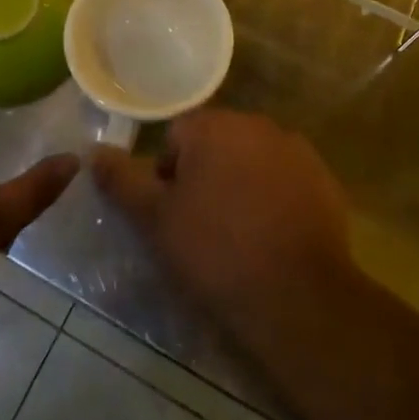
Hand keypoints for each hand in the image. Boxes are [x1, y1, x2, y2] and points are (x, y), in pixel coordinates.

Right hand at [89, 107, 356, 346]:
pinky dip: (275, 198)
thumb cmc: (215, 252)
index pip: (176, 138)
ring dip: (241, 184)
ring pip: (252, 160)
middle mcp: (257, 124)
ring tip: (239, 235)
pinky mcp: (323, 178)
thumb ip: (122, 181)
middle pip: (217, 144)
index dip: (167, 177)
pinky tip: (272, 237)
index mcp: (214, 126)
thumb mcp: (156, 221)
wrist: (297, 295)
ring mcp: (295, 149)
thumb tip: (95, 153)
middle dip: (205, 176)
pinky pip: (285, 179)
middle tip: (202, 227)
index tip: (172, 216)